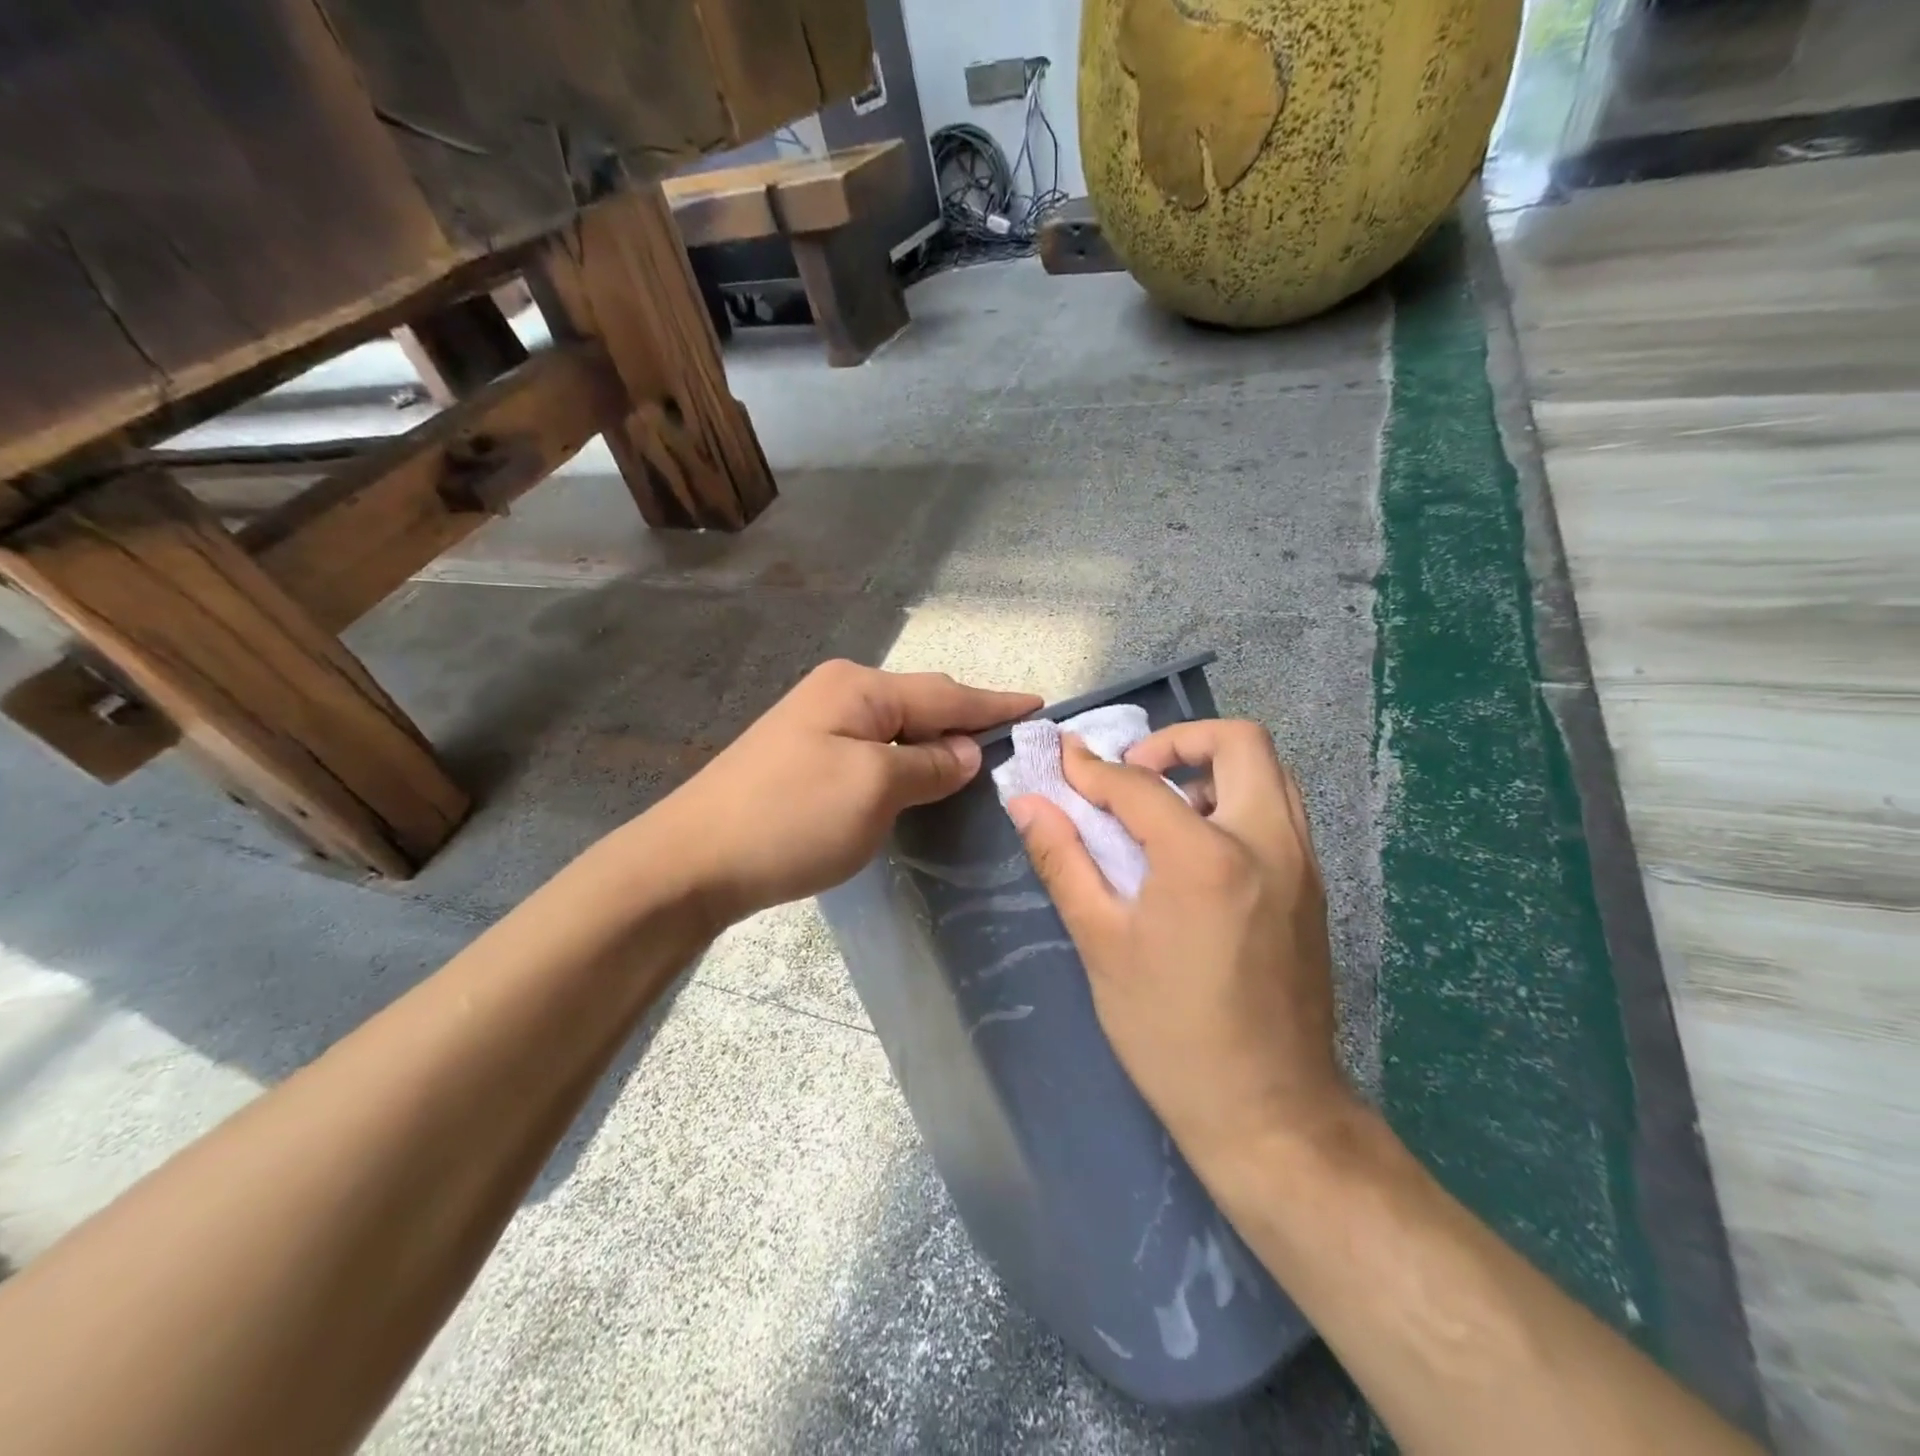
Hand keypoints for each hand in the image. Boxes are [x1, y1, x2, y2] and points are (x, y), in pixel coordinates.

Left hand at [657, 660, 1038, 926]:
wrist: (693, 862)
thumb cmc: (792, 818)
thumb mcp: (875, 788)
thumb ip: (930, 764)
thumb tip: (969, 750)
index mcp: (860, 689)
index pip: (946, 693)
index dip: (995, 704)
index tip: (1041, 707)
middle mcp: (840, 695)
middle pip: (923, 704)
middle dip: (969, 721)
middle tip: (1016, 742)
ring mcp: (819, 726)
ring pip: (899, 730)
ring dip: (938, 744)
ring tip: (981, 762)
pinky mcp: (807, 760)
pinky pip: (876, 752)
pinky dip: (908, 763)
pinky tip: (924, 778)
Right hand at [1004, 721, 1352, 1171]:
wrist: (1270, 1113)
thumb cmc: (1170, 1032)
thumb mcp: (1102, 943)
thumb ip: (1063, 860)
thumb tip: (1027, 803)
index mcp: (1207, 857)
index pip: (1140, 785)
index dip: (1092, 769)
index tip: (1063, 761)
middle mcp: (1269, 842)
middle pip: (1239, 741)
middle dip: (1180, 740)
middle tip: (1135, 773)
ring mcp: (1303, 864)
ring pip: (1271, 772)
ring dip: (1214, 768)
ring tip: (1165, 808)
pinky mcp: (1314, 888)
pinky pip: (1281, 811)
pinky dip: (1239, 800)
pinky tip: (1198, 850)